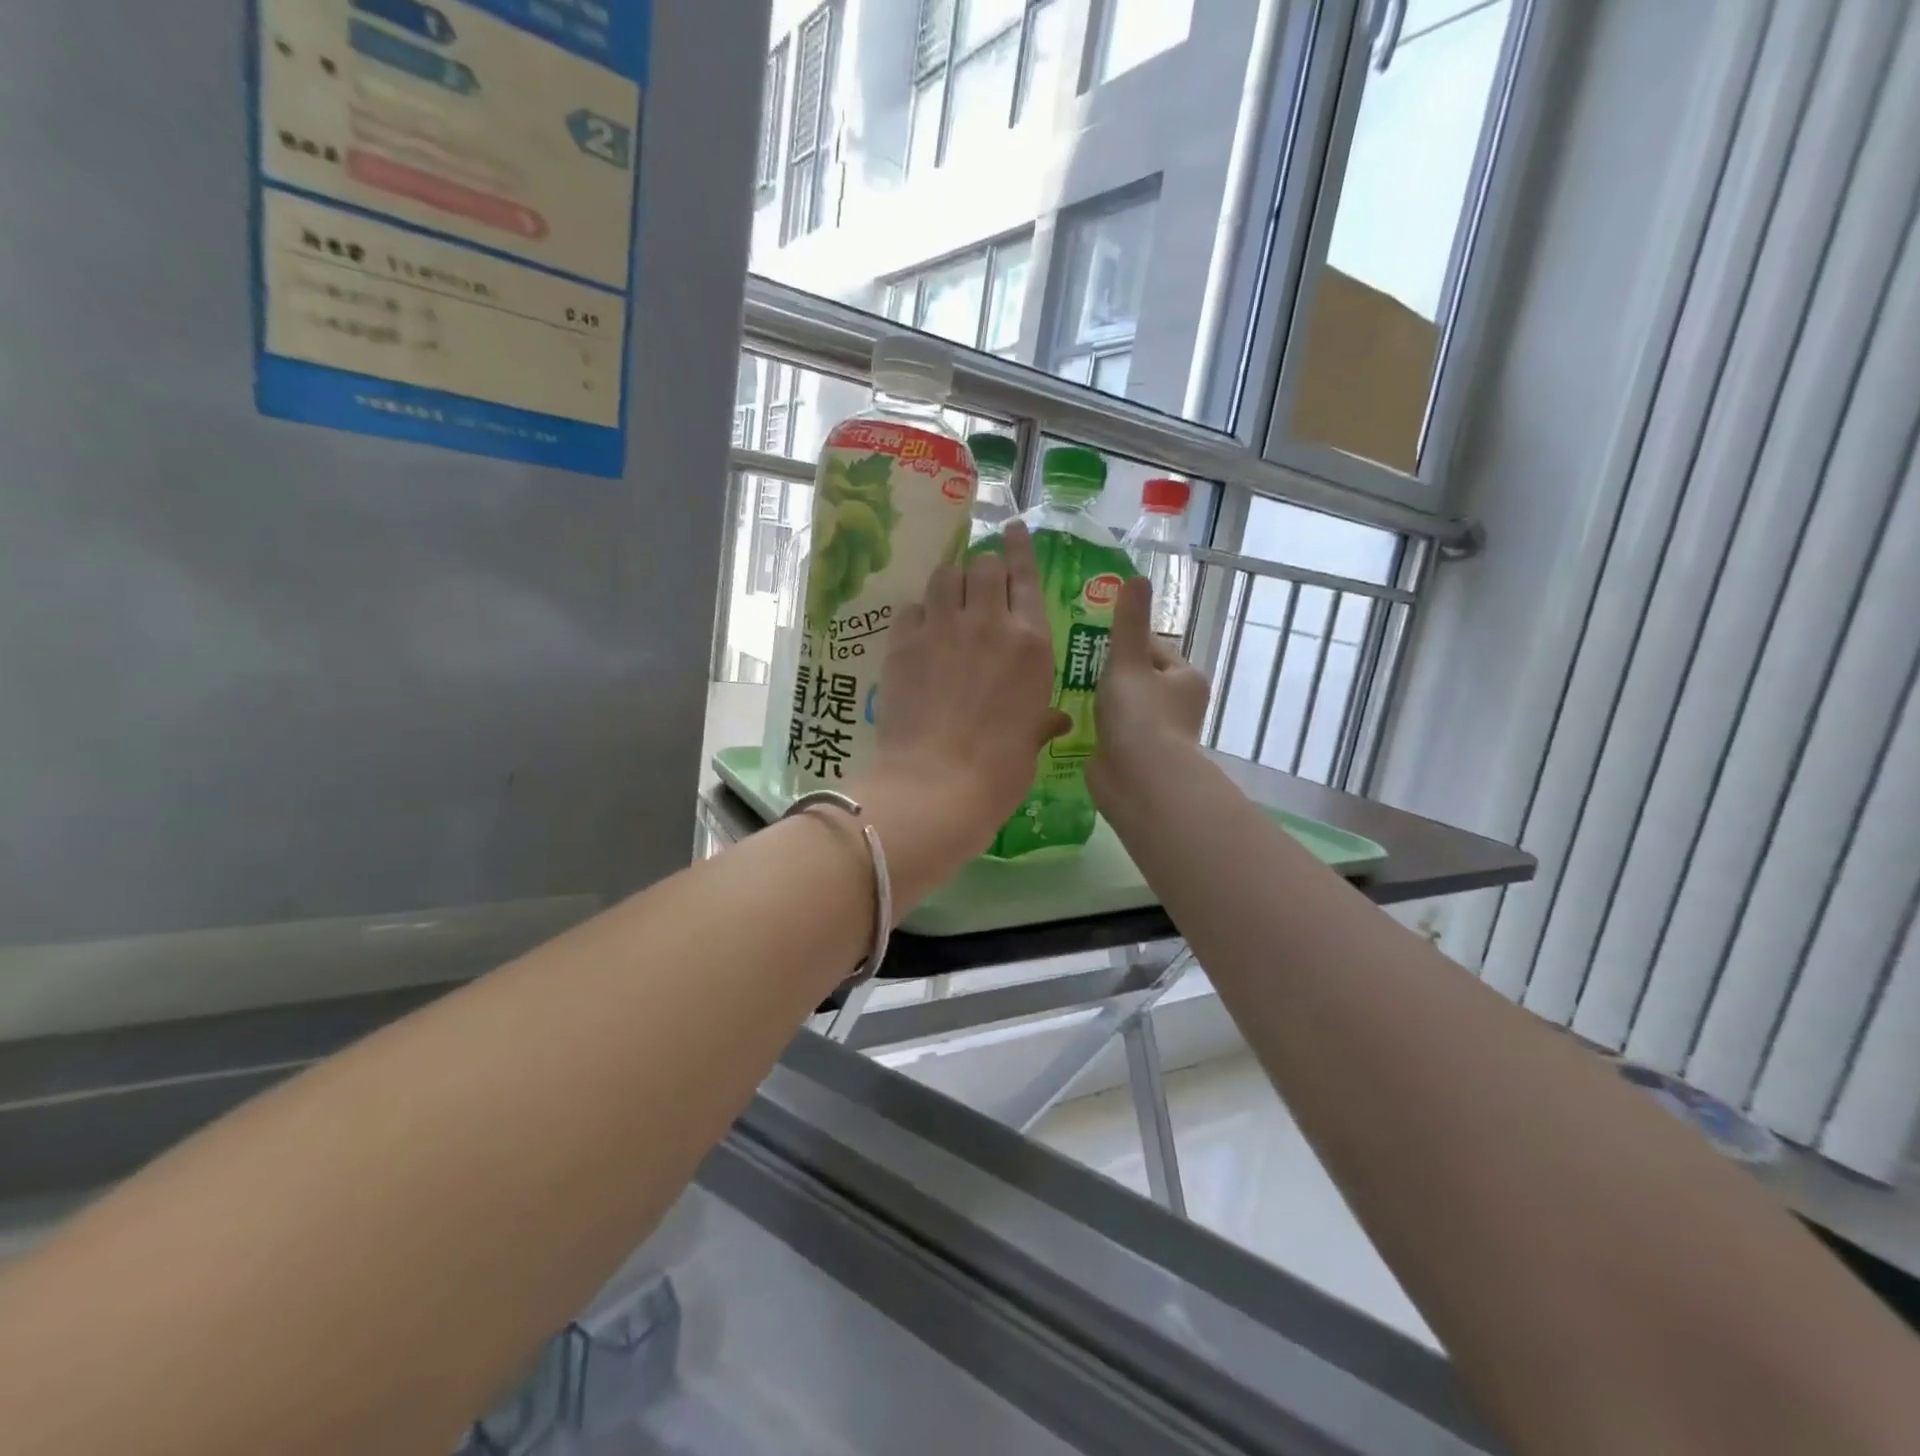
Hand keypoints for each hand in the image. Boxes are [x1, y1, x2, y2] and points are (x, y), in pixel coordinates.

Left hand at [853, 522, 1067, 890]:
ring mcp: (942, 629)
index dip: (1019, 547)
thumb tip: (1056, 720)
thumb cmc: (999, 770)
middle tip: (980, 584)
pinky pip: (912, 607)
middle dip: (983, 568)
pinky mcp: (903, 643)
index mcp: (1031, 643)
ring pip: (945, 575)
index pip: (1026, 576)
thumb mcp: (1030, 742)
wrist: (936, 784)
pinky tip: (920, 629)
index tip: (1012, 528)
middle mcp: (989, 623)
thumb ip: (1041, 719)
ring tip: (949, 598)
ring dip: (950, 581)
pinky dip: (920, 612)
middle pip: (983, 565)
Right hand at [1087, 576, 1211, 807]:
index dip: (1124, 639)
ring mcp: (1152, 733)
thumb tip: (1137, 577)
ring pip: (1121, 705)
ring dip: (1098, 699)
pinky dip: (1092, 725)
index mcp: (1184, 678)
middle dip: (1107, 670)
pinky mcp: (1131, 756)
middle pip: (1136, 676)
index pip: (1153, 648)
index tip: (1091, 635)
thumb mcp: (1130, 662)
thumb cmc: (1140, 716)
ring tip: (1062, 685)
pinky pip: (1109, 731)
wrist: (1139, 781)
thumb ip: (1128, 623)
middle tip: (1069, 658)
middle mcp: (1174, 705)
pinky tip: (1065, 718)